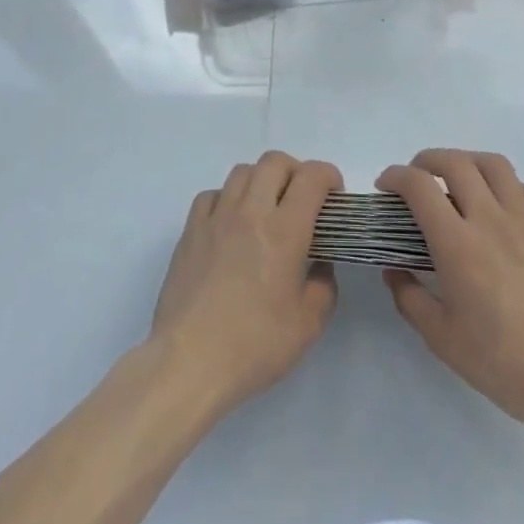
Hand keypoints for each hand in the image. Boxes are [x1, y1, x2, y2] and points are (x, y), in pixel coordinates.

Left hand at [149, 152, 341, 414]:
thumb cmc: (254, 345)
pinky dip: (228, 199)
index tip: (334, 196)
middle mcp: (251, 211)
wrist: (189, 361)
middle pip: (275, 161)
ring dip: (262, 181)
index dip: (329, 176)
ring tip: (267, 210)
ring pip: (242, 171)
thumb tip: (320, 265)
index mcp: (284, 230)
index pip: (311, 177)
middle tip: (302, 201)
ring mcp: (217, 217)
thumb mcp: (308, 326)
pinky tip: (231, 225)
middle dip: (296, 172)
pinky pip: (212, 195)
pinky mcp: (190, 230)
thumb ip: (323, 287)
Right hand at [377, 149, 523, 449]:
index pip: (419, 186)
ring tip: (458, 179)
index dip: (395, 176)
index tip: (386, 187)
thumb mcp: (441, 338)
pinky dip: (507, 187)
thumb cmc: (501, 362)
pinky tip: (502, 207)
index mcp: (457, 244)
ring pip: (494, 165)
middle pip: (455, 162)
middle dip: (426, 160)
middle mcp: (490, 219)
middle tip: (416, 178)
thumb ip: (409, 298)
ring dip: (468, 162)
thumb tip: (394, 269)